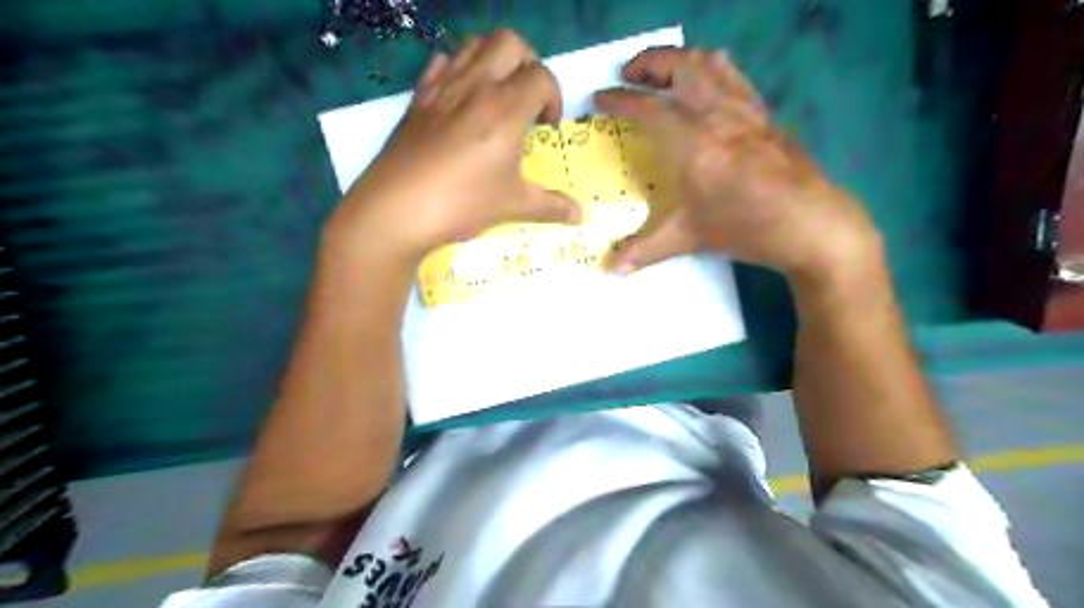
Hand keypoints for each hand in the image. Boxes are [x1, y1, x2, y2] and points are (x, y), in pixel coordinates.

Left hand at [332, 28, 584, 263]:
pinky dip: (457, 69)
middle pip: (510, 42)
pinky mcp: (418, 98)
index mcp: (506, 109)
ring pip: (474, 45)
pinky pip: (440, 62)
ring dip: (494, 60)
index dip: (554, 98)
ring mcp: (442, 88)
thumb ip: (550, 205)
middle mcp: (476, 86)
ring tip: (497, 95)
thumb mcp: (513, 206)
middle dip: (528, 63)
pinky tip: (460, 100)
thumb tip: (580, 216)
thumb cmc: (462, 203)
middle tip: (527, 98)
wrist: (397, 209)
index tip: (547, 126)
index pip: (542, 77)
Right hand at [591, 45, 878, 278]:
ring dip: (680, 60)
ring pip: (709, 62)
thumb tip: (611, 269)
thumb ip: (644, 249)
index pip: (646, 109)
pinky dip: (712, 69)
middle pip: (680, 66)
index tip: (600, 99)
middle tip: (629, 75)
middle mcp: (717, 114)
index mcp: (692, 143)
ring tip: (664, 75)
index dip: (618, 101)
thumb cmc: (744, 227)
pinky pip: (734, 75)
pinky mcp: (764, 112)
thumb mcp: (688, 239)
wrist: (809, 223)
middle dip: (648, 63)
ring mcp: (744, 108)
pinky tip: (707, 87)